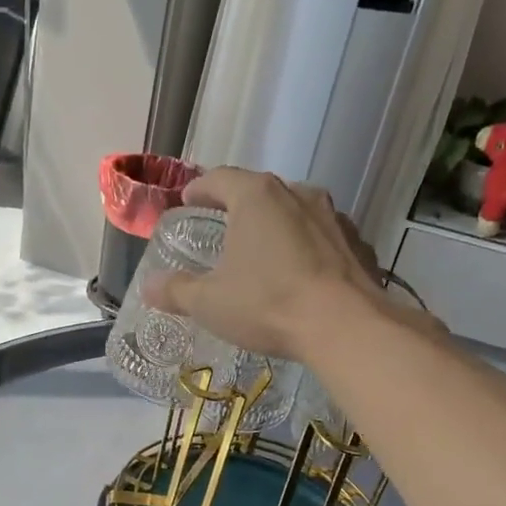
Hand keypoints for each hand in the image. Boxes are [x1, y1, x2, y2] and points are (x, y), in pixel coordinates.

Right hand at [142, 168, 390, 363]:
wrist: (346, 326)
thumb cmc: (268, 304)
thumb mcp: (210, 302)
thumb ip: (176, 291)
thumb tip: (149, 287)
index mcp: (256, 197)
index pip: (219, 178)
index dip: (200, 189)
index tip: (188, 201)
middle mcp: (297, 194)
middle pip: (260, 191)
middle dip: (239, 206)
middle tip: (223, 227)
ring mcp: (333, 217)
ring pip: (295, 212)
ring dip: (276, 226)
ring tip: (263, 251)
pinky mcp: (357, 244)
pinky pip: (322, 238)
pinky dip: (306, 248)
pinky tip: (300, 274)